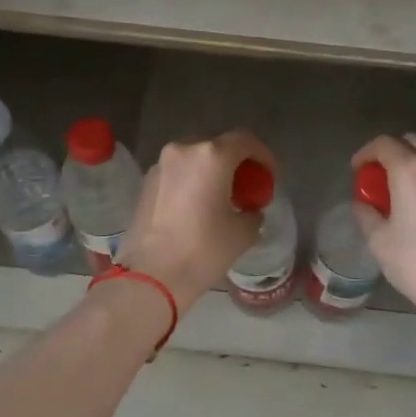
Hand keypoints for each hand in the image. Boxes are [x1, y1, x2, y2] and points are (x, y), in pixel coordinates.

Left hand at [121, 130, 277, 310]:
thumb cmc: (204, 250)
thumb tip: (249, 211)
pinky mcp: (145, 184)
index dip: (262, 155)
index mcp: (211, 156)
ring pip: (194, 160)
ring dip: (211, 172)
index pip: (244, 141)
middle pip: (216, 147)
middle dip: (235, 163)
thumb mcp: (243, 233)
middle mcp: (183, 151)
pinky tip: (197, 208)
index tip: (269, 175)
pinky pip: (177, 174)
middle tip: (246, 187)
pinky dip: (191, 183)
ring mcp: (160, 166)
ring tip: (221, 199)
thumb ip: (252, 213)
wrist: (152, 275)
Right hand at [351, 134, 415, 320]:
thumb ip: (366, 213)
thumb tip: (362, 203)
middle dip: (391, 154)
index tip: (356, 172)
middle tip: (377, 179)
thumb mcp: (379, 240)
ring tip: (397, 192)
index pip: (383, 144)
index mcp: (411, 169)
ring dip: (412, 165)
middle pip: (411, 142)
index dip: (365, 154)